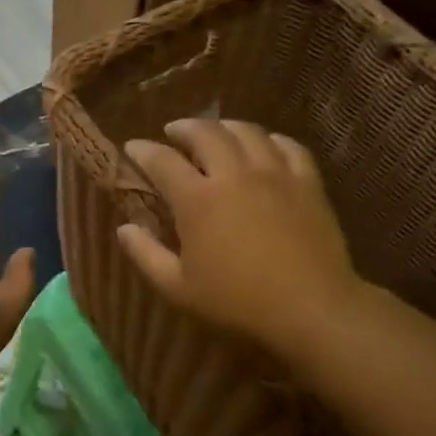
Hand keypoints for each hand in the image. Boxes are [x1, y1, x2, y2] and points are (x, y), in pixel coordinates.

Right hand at [117, 120, 359, 355]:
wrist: (311, 308)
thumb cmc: (237, 302)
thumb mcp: (178, 288)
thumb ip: (146, 255)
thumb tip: (123, 228)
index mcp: (198, 199)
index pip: (162, 160)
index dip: (143, 150)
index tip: (133, 147)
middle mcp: (233, 174)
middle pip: (205, 133)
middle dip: (184, 128)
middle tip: (174, 132)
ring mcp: (274, 174)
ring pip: (247, 132)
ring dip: (224, 126)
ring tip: (216, 132)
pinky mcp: (307, 182)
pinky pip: (288, 146)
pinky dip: (270, 140)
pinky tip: (265, 146)